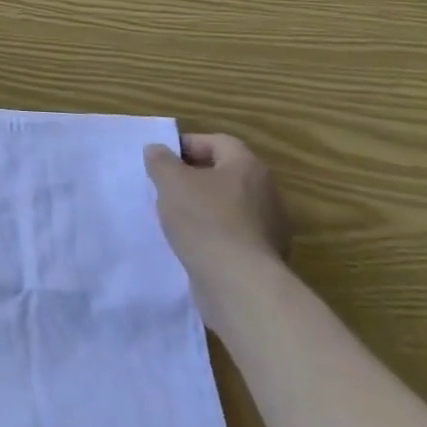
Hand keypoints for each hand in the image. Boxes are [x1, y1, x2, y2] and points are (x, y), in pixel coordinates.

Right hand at [144, 134, 290, 291]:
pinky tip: (192, 244)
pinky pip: (233, 234)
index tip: (161, 160)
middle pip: (224, 174)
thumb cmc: (204, 220)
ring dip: (203, 207)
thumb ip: (161, 160)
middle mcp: (266, 192)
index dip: (187, 145)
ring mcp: (269, 227)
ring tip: (174, 217)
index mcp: (247, 166)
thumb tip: (157, 150)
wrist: (238, 284)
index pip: (217, 142)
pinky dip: (213, 234)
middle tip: (165, 187)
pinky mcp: (264, 256)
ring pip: (229, 205)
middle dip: (193, 178)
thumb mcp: (171, 181)